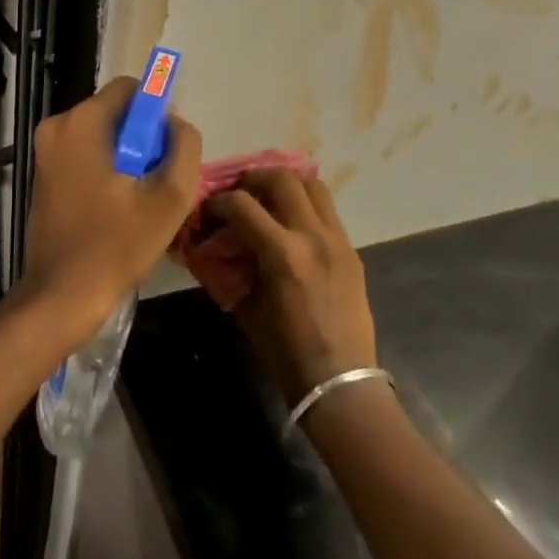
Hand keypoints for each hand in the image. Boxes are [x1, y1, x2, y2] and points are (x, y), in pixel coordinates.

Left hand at [21, 76, 203, 337]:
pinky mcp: (43, 175)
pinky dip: (106, 168)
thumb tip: (176, 124)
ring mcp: (44, 152)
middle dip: (142, 137)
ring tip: (140, 197)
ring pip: (101, 135)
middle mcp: (56, 127)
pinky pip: (84, 154)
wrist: (64, 292)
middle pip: (114, 112)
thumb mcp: (170, 196)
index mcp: (82, 123)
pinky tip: (118, 205)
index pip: (129, 88)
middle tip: (157, 178)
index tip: (167, 148)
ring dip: (126, 156)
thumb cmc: (118, 243)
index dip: (156, 111)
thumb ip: (184, 146)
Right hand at [206, 171, 376, 405]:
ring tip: (268, 200)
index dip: (216, 202)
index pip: (241, 204)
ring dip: (285, 185)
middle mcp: (313, 236)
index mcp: (283, 253)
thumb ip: (233, 268)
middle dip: (252, 179)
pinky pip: (327, 211)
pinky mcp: (351, 250)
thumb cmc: (285, 352)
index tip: (206, 212)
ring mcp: (338, 240)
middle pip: (282, 179)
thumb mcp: (247, 307)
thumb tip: (218, 246)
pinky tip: (290, 226)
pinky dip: (305, 206)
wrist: (340, 379)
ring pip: (313, 185)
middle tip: (238, 194)